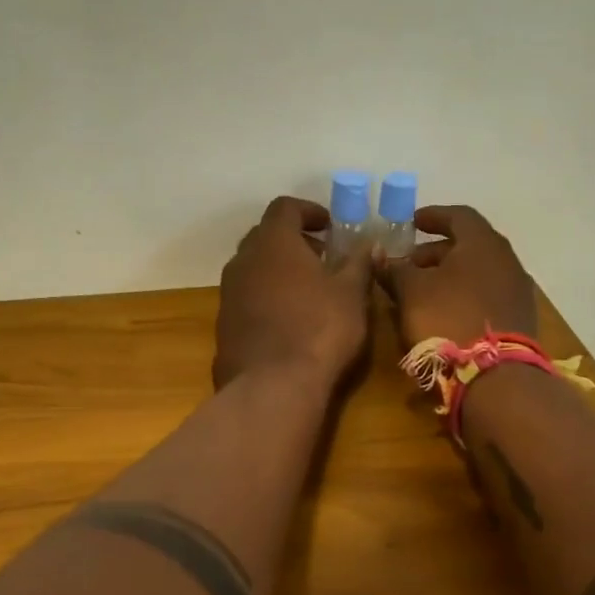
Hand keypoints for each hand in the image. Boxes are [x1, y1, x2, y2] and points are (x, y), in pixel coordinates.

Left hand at [214, 196, 372, 389]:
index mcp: (273, 242)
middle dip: (293, 241)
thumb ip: (359, 263)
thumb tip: (369, 244)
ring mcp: (229, 294)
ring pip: (253, 268)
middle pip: (265, 236)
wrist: (272, 386)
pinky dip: (266, 297)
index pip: (285, 207)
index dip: (308, 211)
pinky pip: (246, 298)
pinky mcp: (224, 325)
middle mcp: (243, 261)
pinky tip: (288, 321)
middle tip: (322, 257)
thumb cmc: (319, 329)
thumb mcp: (351, 294)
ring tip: (308, 291)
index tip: (330, 225)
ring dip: (278, 271)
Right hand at [378, 205, 537, 347]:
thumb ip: (395, 270)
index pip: (459, 215)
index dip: (433, 216)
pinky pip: (487, 295)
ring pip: (478, 272)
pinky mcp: (519, 318)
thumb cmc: (448, 319)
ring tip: (422, 291)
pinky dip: (465, 295)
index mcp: (483, 243)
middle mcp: (506, 260)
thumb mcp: (411, 292)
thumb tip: (381, 258)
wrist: (495, 376)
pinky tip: (445, 312)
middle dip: (436, 252)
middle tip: (410, 264)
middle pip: (469, 245)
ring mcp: (517, 290)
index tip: (412, 223)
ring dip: (450, 276)